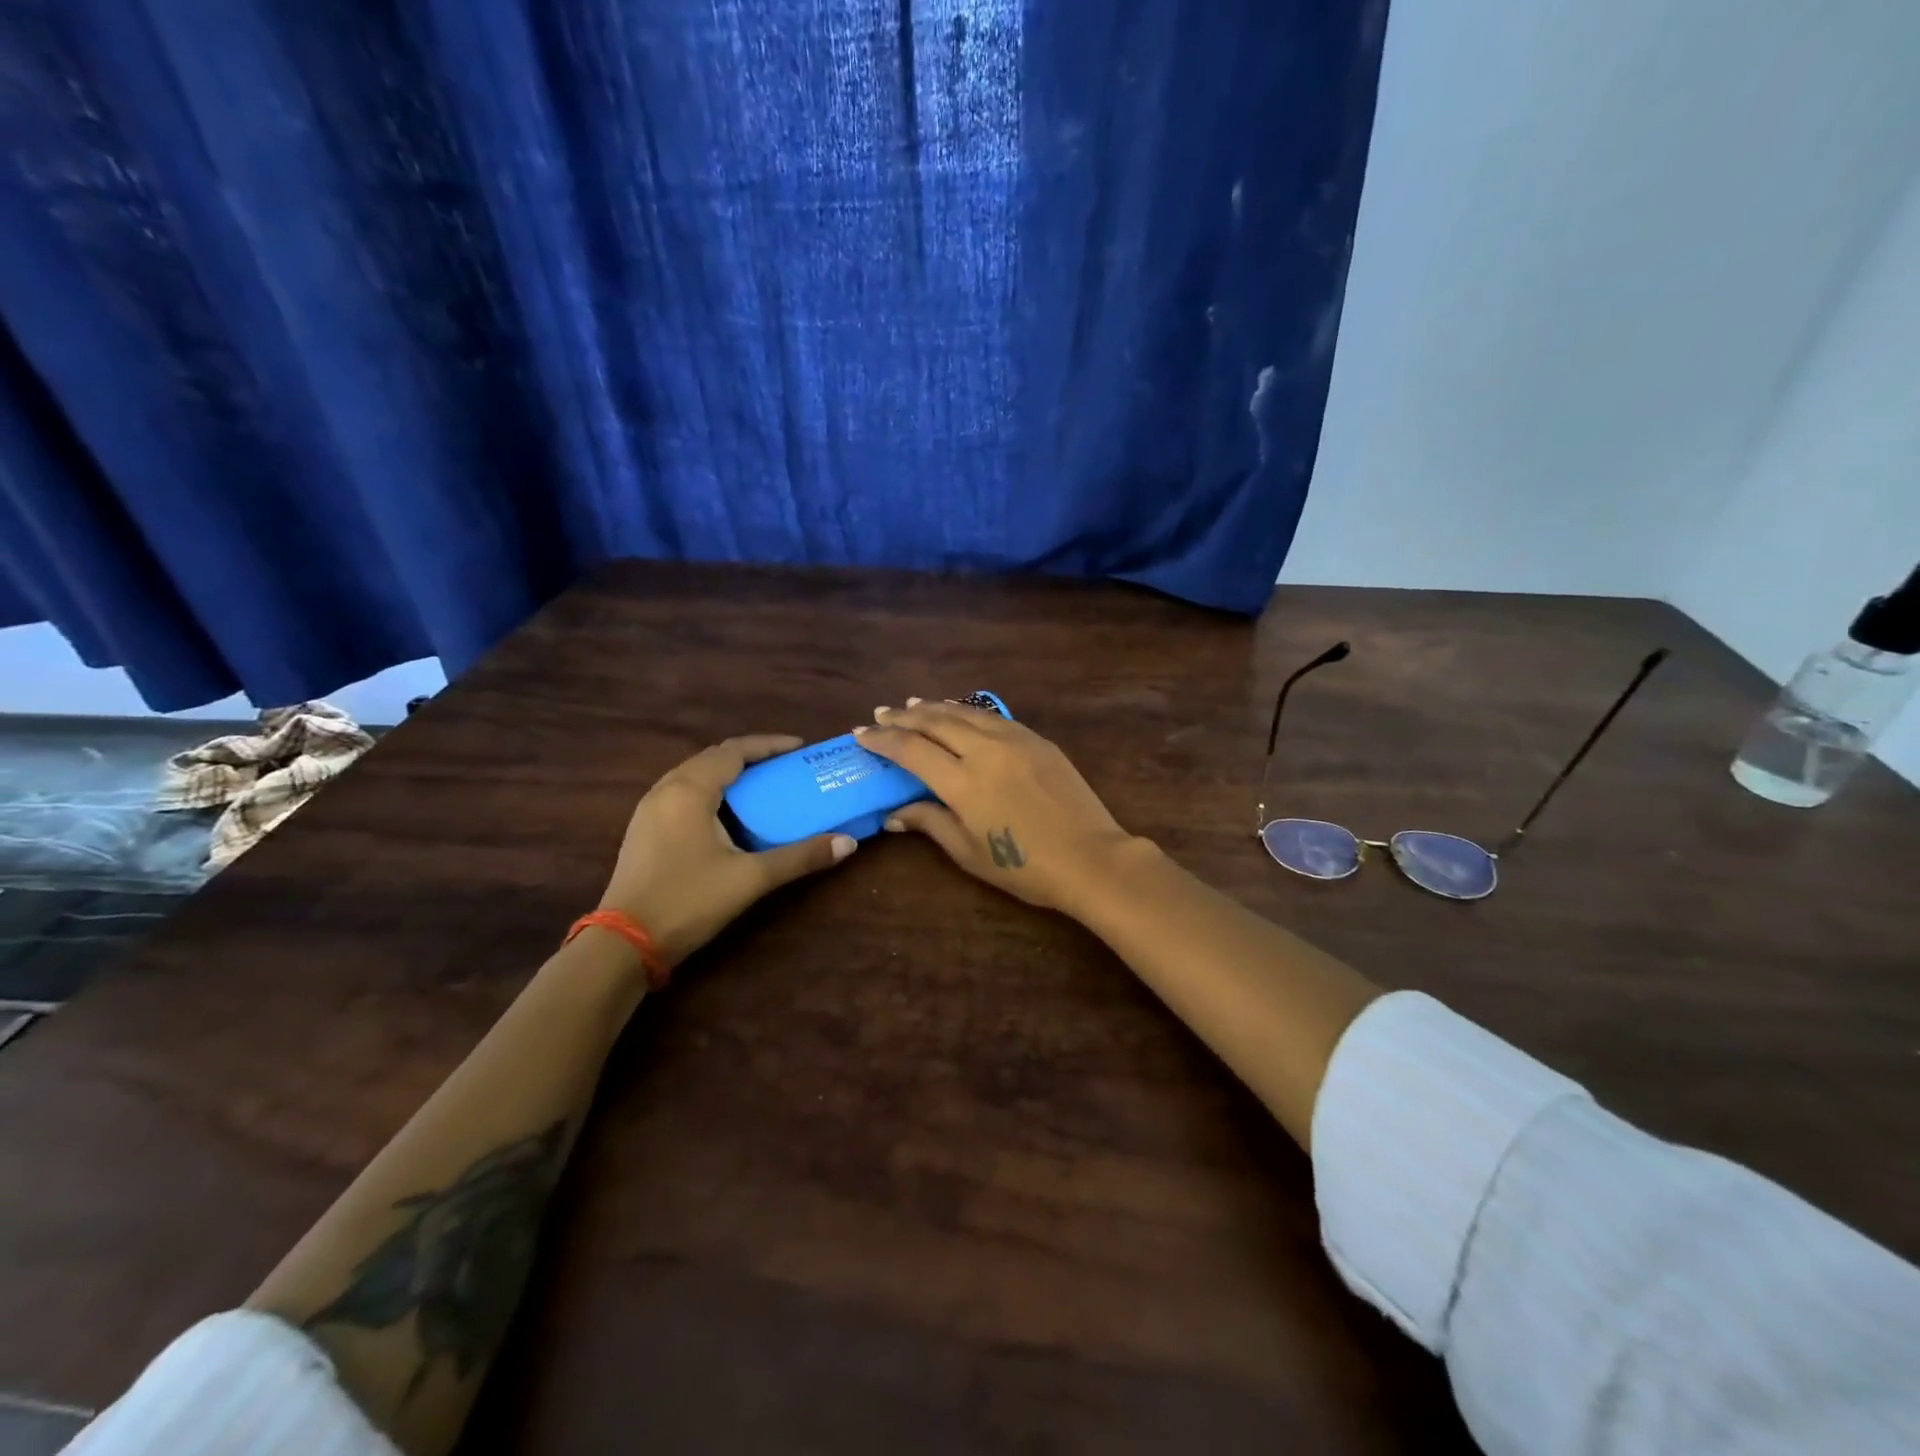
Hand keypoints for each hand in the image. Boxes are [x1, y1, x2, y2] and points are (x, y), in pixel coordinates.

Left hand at [599, 736, 856, 968]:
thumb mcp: (751, 878)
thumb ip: (800, 857)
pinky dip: (709, 791)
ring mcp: (648, 810)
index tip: (799, 748)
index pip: (733, 751)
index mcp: (690, 790)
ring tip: (761, 787)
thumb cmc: (688, 901)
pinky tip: (726, 815)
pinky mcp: (642, 831)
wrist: (623, 943)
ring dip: (727, 774)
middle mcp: (665, 790)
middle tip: (784, 767)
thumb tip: (848, 843)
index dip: (768, 745)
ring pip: (693, 775)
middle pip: (712, 758)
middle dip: (750, 757)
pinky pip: (681, 794)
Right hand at [857, 700, 1137, 916]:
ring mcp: (1015, 740)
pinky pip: (993, 717)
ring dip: (934, 707)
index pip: (911, 750)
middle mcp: (984, 751)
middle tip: (881, 714)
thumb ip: (930, 824)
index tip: (861, 734)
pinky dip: (968, 712)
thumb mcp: (968, 852)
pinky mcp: (1038, 740)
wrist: (1090, 858)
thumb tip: (893, 813)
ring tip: (912, 704)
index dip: (882, 740)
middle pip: (935, 722)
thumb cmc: (1024, 867)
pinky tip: (960, 713)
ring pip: (965, 713)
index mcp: (962, 782)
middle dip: (903, 717)